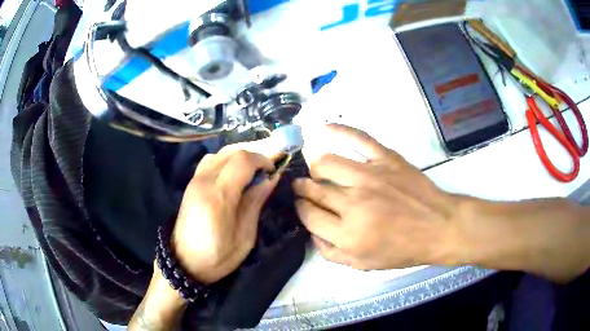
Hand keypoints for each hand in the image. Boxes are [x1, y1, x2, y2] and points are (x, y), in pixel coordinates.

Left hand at [172, 147, 279, 283]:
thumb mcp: (245, 235)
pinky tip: (233, 173)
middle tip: (268, 167)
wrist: (185, 263)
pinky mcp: (191, 184)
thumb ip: (256, 201)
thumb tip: (271, 178)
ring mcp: (195, 180)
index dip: (263, 159)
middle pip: (232, 151)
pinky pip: (210, 160)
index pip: (243, 160)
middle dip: (254, 154)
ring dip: (240, 155)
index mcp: (219, 195)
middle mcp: (204, 180)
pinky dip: (226, 160)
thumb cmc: (218, 256)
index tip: (275, 170)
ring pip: (220, 153)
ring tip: (253, 170)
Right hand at [294, 124, 461, 269]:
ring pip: (326, 162)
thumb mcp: (363, 265)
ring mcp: (370, 176)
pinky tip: (325, 127)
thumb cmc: (402, 249)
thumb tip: (311, 231)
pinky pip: (358, 138)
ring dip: (315, 166)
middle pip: (313, 189)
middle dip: (302, 188)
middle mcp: (353, 203)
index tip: (301, 204)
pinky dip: (339, 130)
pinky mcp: (385, 158)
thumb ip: (330, 252)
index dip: (300, 208)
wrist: (438, 227)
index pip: (308, 214)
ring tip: (317, 170)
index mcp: (347, 234)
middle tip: (301, 187)